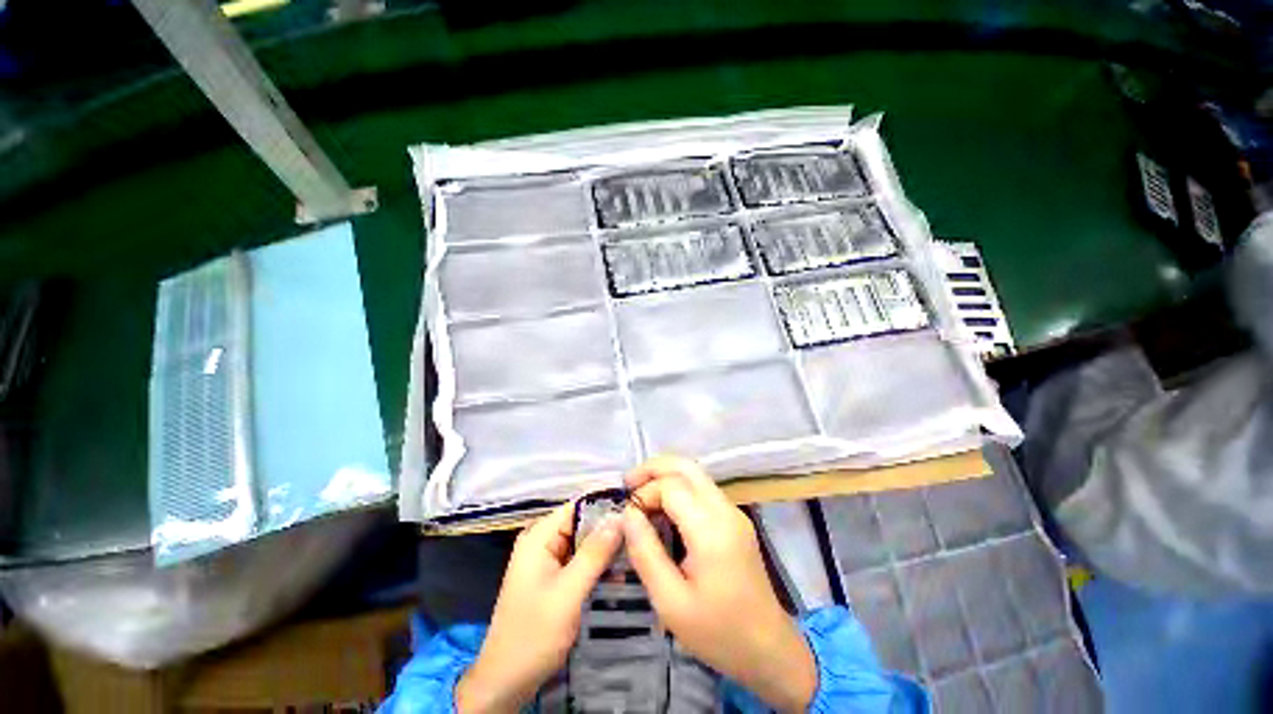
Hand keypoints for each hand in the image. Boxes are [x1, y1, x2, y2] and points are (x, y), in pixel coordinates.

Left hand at [455, 501, 622, 712]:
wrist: (505, 682)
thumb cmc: (533, 636)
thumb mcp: (568, 593)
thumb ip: (594, 553)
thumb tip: (619, 517)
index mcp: (539, 536)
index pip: (578, 506)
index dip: (606, 504)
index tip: (637, 508)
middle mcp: (542, 541)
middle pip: (582, 523)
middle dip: (609, 528)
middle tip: (642, 534)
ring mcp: (547, 559)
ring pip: (584, 542)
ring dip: (607, 548)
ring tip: (638, 551)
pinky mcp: (553, 577)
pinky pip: (580, 560)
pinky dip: (598, 564)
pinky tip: (620, 572)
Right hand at [623, 457, 817, 713]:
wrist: (769, 649)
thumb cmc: (718, 632)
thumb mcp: (670, 602)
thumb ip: (645, 552)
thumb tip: (627, 514)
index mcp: (711, 530)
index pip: (672, 486)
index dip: (644, 492)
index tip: (627, 515)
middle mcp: (725, 510)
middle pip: (687, 466)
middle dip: (653, 468)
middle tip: (628, 484)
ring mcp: (733, 512)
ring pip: (695, 474)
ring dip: (665, 476)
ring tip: (640, 494)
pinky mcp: (735, 519)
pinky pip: (702, 490)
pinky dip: (678, 488)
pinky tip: (663, 508)